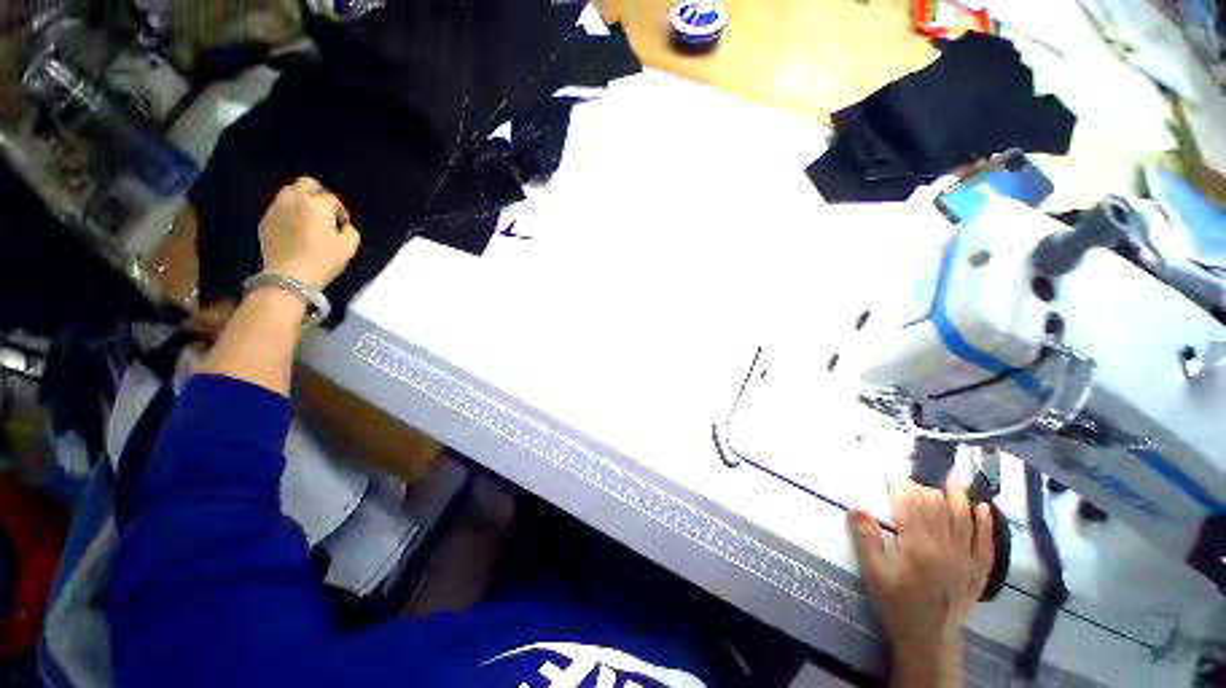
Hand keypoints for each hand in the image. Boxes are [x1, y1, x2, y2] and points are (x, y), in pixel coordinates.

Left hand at [258, 177, 360, 288]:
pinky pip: (279, 208)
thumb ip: (350, 232)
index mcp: (317, 205)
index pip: (332, 198)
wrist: (288, 276)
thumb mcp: (348, 248)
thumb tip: (344, 226)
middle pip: (306, 183)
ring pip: (290, 193)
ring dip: (301, 201)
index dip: (340, 210)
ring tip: (307, 219)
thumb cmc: (323, 261)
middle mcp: (295, 200)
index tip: (343, 224)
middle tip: (324, 210)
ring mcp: (276, 208)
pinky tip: (294, 229)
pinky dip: (288, 213)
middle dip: (317, 193)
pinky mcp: (265, 220)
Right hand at [848, 477, 992, 672]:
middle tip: (915, 476)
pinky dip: (985, 523)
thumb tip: (856, 506)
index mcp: (917, 546)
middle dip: (925, 488)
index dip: (901, 486)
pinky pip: (986, 543)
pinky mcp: (977, 571)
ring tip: (955, 476)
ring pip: (964, 519)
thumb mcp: (873, 573)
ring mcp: (965, 559)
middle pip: (937, 507)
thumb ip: (866, 538)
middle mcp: (944, 547)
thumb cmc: (895, 604)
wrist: (927, 640)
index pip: (910, 505)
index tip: (892, 475)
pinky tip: (982, 507)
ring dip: (959, 495)